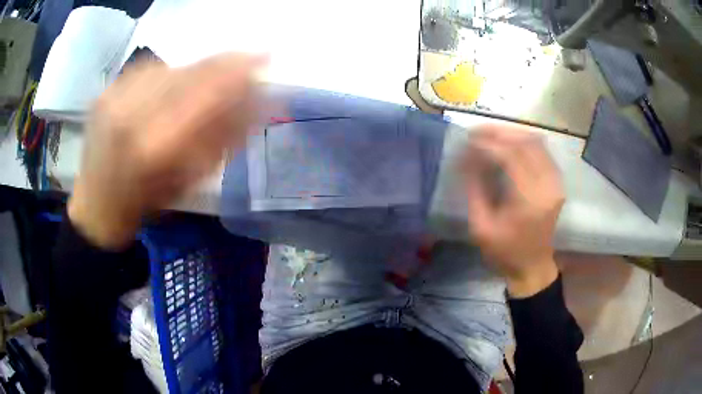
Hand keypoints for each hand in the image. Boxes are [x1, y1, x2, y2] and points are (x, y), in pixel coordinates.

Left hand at [68, 53, 266, 249]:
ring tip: (206, 78)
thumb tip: (256, 101)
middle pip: (189, 71)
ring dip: (196, 69)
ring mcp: (116, 96)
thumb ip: (221, 138)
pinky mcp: (107, 90)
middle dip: (224, 64)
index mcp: (155, 147)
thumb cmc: (144, 204)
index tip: (264, 59)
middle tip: (246, 61)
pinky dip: (169, 73)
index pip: (207, 91)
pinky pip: (150, 69)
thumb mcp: (188, 181)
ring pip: (171, 66)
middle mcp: (132, 113)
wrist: (97, 204)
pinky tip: (170, 87)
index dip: (239, 70)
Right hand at [462, 126, 563, 297]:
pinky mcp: (557, 182)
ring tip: (490, 134)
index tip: (468, 140)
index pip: (510, 157)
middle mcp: (547, 186)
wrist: (532, 268)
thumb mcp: (481, 227)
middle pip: (526, 143)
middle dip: (499, 133)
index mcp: (529, 201)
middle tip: (477, 132)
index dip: (487, 144)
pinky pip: (542, 150)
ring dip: (512, 134)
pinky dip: (524, 142)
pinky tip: (509, 143)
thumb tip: (466, 158)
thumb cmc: (505, 253)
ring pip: (536, 142)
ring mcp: (556, 183)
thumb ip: (475, 189)